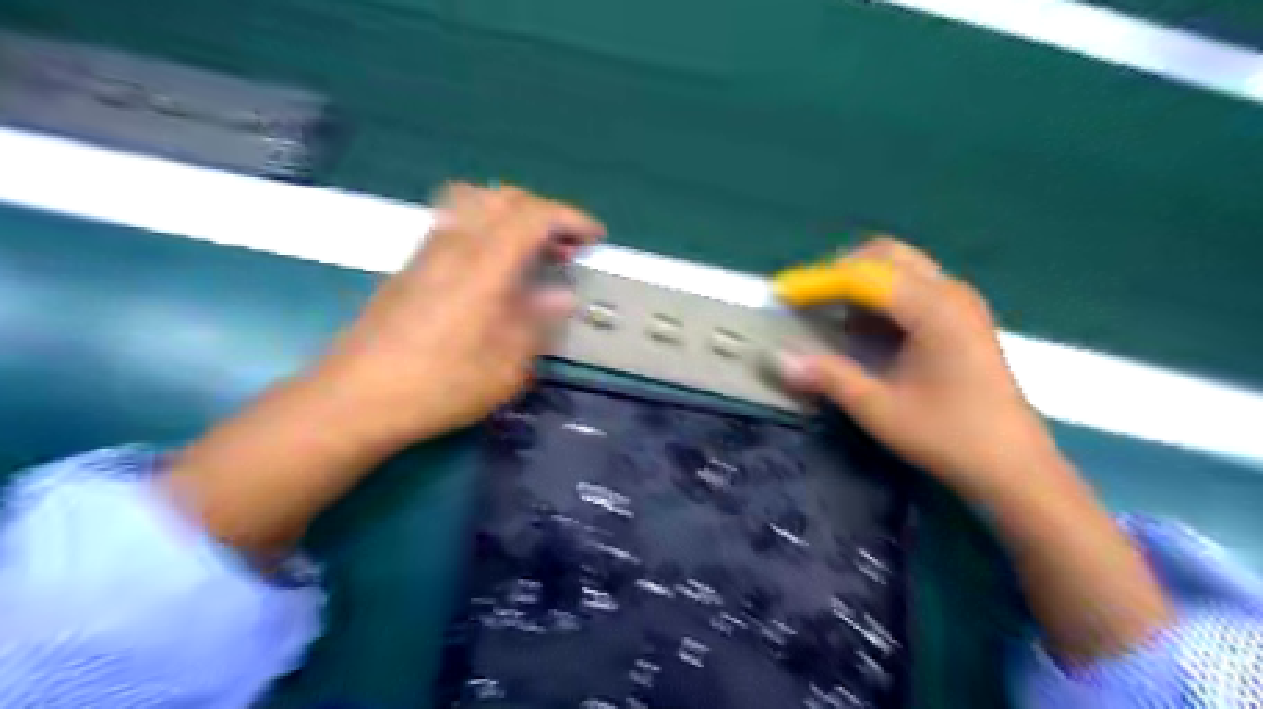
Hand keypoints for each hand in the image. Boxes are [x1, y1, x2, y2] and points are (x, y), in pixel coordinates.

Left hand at [322, 184, 606, 441]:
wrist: (355, 398)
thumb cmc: (439, 386)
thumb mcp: (506, 368)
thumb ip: (537, 323)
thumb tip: (562, 295)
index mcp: (484, 266)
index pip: (533, 215)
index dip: (570, 217)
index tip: (594, 238)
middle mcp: (455, 245)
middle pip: (503, 196)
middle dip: (543, 212)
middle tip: (564, 246)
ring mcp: (427, 251)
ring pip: (473, 201)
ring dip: (511, 214)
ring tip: (529, 249)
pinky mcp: (410, 265)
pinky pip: (454, 221)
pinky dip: (485, 226)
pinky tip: (491, 267)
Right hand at [781, 239, 1056, 499]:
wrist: (1013, 466)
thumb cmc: (948, 437)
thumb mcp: (879, 409)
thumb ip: (829, 377)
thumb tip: (780, 359)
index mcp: (934, 309)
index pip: (864, 275)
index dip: (817, 282)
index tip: (782, 294)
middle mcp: (950, 292)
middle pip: (886, 256)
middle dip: (840, 272)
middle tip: (808, 300)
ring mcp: (960, 302)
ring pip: (900, 268)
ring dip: (860, 284)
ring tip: (831, 316)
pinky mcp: (961, 318)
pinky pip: (912, 287)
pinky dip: (880, 297)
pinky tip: (865, 331)